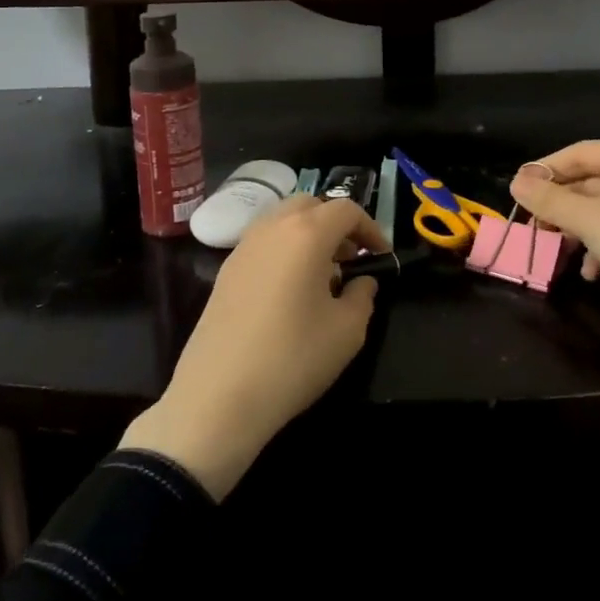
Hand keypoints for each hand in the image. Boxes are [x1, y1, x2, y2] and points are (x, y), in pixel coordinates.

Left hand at [119, 195, 385, 498]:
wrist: (218, 396)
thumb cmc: (292, 358)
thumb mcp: (347, 331)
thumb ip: (363, 297)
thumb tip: (361, 282)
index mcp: (306, 233)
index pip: (346, 209)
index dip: (370, 228)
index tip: (381, 256)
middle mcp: (273, 227)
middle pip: (310, 205)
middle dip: (336, 224)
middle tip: (351, 258)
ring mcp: (244, 246)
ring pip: (283, 220)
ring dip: (308, 234)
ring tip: (323, 274)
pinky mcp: (226, 270)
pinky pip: (264, 242)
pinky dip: (284, 249)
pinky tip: (290, 290)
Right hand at [510, 141, 599, 392]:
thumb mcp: (588, 220)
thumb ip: (549, 199)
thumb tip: (515, 181)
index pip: (577, 151)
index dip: (545, 169)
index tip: (518, 192)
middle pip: (586, 180)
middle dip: (558, 203)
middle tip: (533, 224)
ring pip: (598, 208)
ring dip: (574, 228)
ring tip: (557, 249)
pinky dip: (597, 247)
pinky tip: (590, 272)